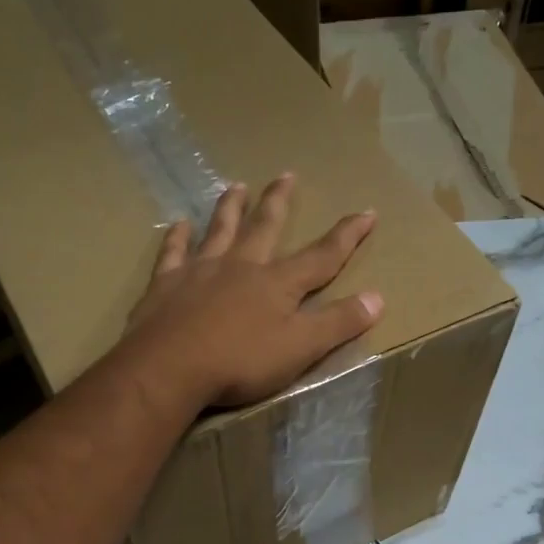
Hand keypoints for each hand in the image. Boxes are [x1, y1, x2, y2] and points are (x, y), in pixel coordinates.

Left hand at [127, 174, 383, 408]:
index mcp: (277, 284)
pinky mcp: (165, 285)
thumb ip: (338, 323)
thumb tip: (378, 297)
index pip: (321, 256)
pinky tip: (178, 224)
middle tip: (286, 175)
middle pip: (264, 228)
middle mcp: (240, 266)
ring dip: (230, 208)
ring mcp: (199, 271)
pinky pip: (173, 252)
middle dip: (279, 202)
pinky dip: (177, 237)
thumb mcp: (300, 348)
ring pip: (219, 230)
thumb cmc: (240, 362)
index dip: (347, 236)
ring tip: (235, 185)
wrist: (169, 368)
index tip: (366, 212)